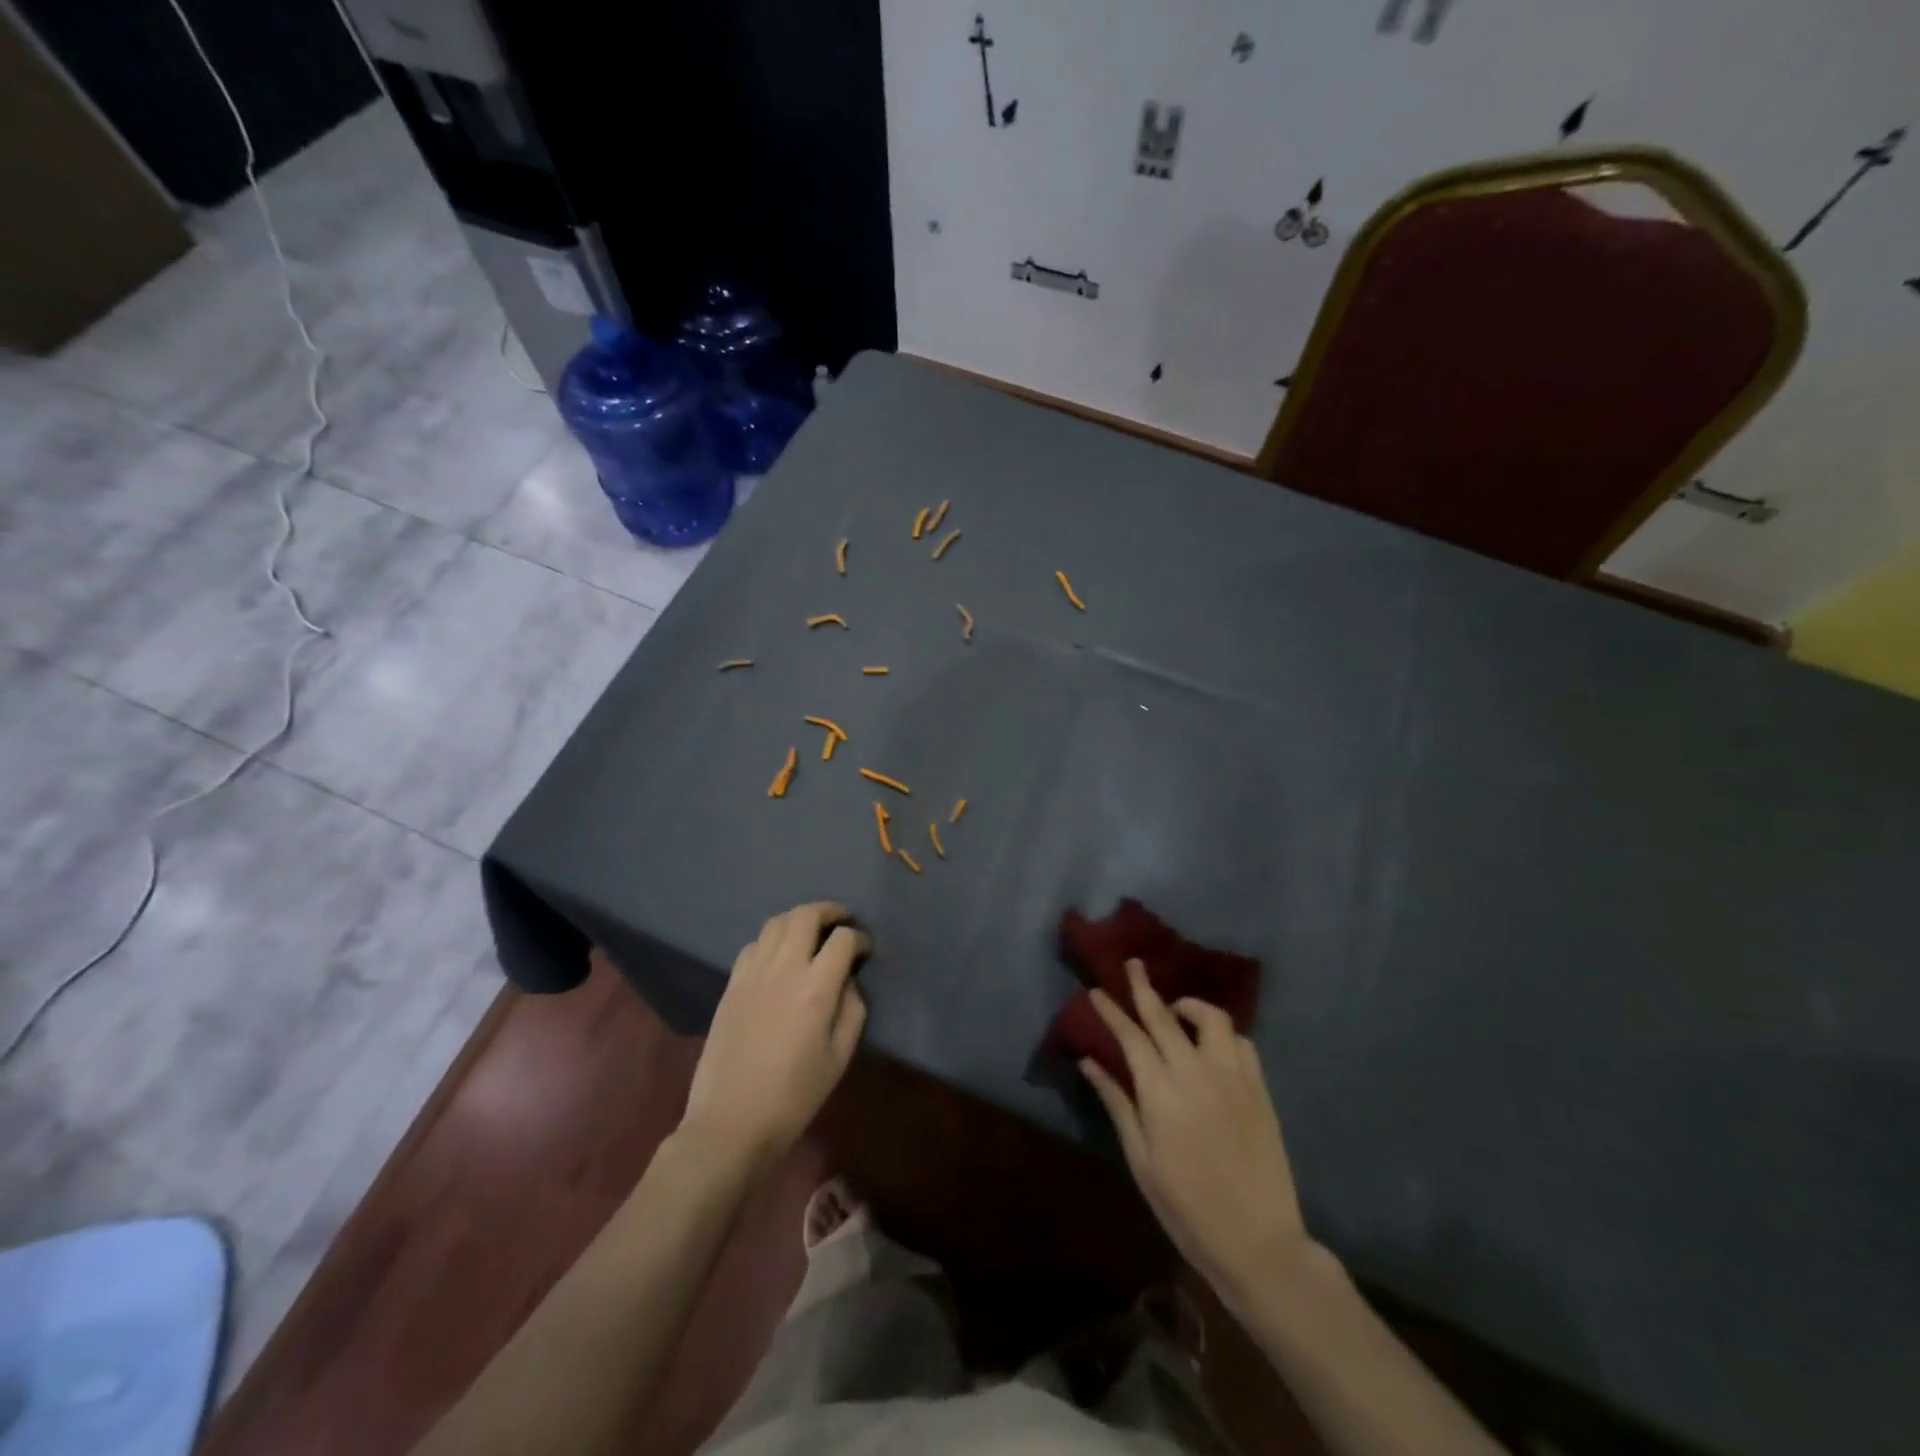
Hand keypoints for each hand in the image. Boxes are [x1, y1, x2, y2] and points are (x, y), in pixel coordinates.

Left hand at [681, 902, 869, 1169]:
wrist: (730, 1122)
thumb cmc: (794, 1097)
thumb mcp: (839, 1058)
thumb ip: (852, 1010)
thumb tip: (849, 981)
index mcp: (815, 989)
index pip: (843, 939)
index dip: (860, 938)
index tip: (865, 951)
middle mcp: (784, 969)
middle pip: (806, 915)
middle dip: (830, 911)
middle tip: (843, 922)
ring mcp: (752, 973)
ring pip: (777, 922)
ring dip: (800, 919)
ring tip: (813, 932)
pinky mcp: (731, 984)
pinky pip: (754, 944)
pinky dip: (773, 939)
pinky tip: (780, 957)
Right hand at [1081, 960, 1313, 1316]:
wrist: (1258, 1243)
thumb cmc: (1187, 1208)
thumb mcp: (1141, 1160)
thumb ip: (1117, 1103)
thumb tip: (1089, 1061)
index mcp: (1162, 1094)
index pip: (1131, 1037)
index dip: (1112, 1011)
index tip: (1097, 990)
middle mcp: (1197, 1073)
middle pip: (1165, 1016)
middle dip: (1144, 987)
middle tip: (1132, 964)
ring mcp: (1234, 1078)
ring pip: (1211, 1019)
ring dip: (1188, 1006)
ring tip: (1175, 1010)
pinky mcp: (1260, 1089)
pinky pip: (1241, 1042)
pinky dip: (1222, 1033)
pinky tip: (1211, 1044)